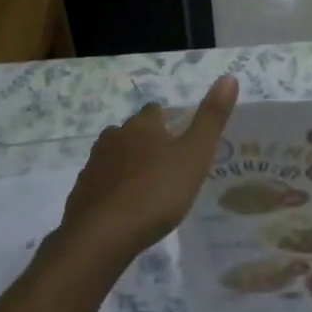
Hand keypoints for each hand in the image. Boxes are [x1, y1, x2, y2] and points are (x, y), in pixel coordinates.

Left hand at [55, 75, 238, 270]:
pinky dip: (114, 190)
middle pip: (133, 132)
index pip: (155, 111)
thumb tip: (229, 76)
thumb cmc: (156, 192)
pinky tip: (126, 208)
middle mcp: (114, 137)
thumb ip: (212, 118)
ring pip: (116, 157)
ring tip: (149, 188)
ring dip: (130, 166)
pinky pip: (103, 183)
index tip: (181, 139)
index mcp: (142, 125)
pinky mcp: (82, 192)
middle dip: (148, 143)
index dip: (168, 121)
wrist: (102, 234)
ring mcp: (94, 164)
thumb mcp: (195, 155)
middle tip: (169, 166)